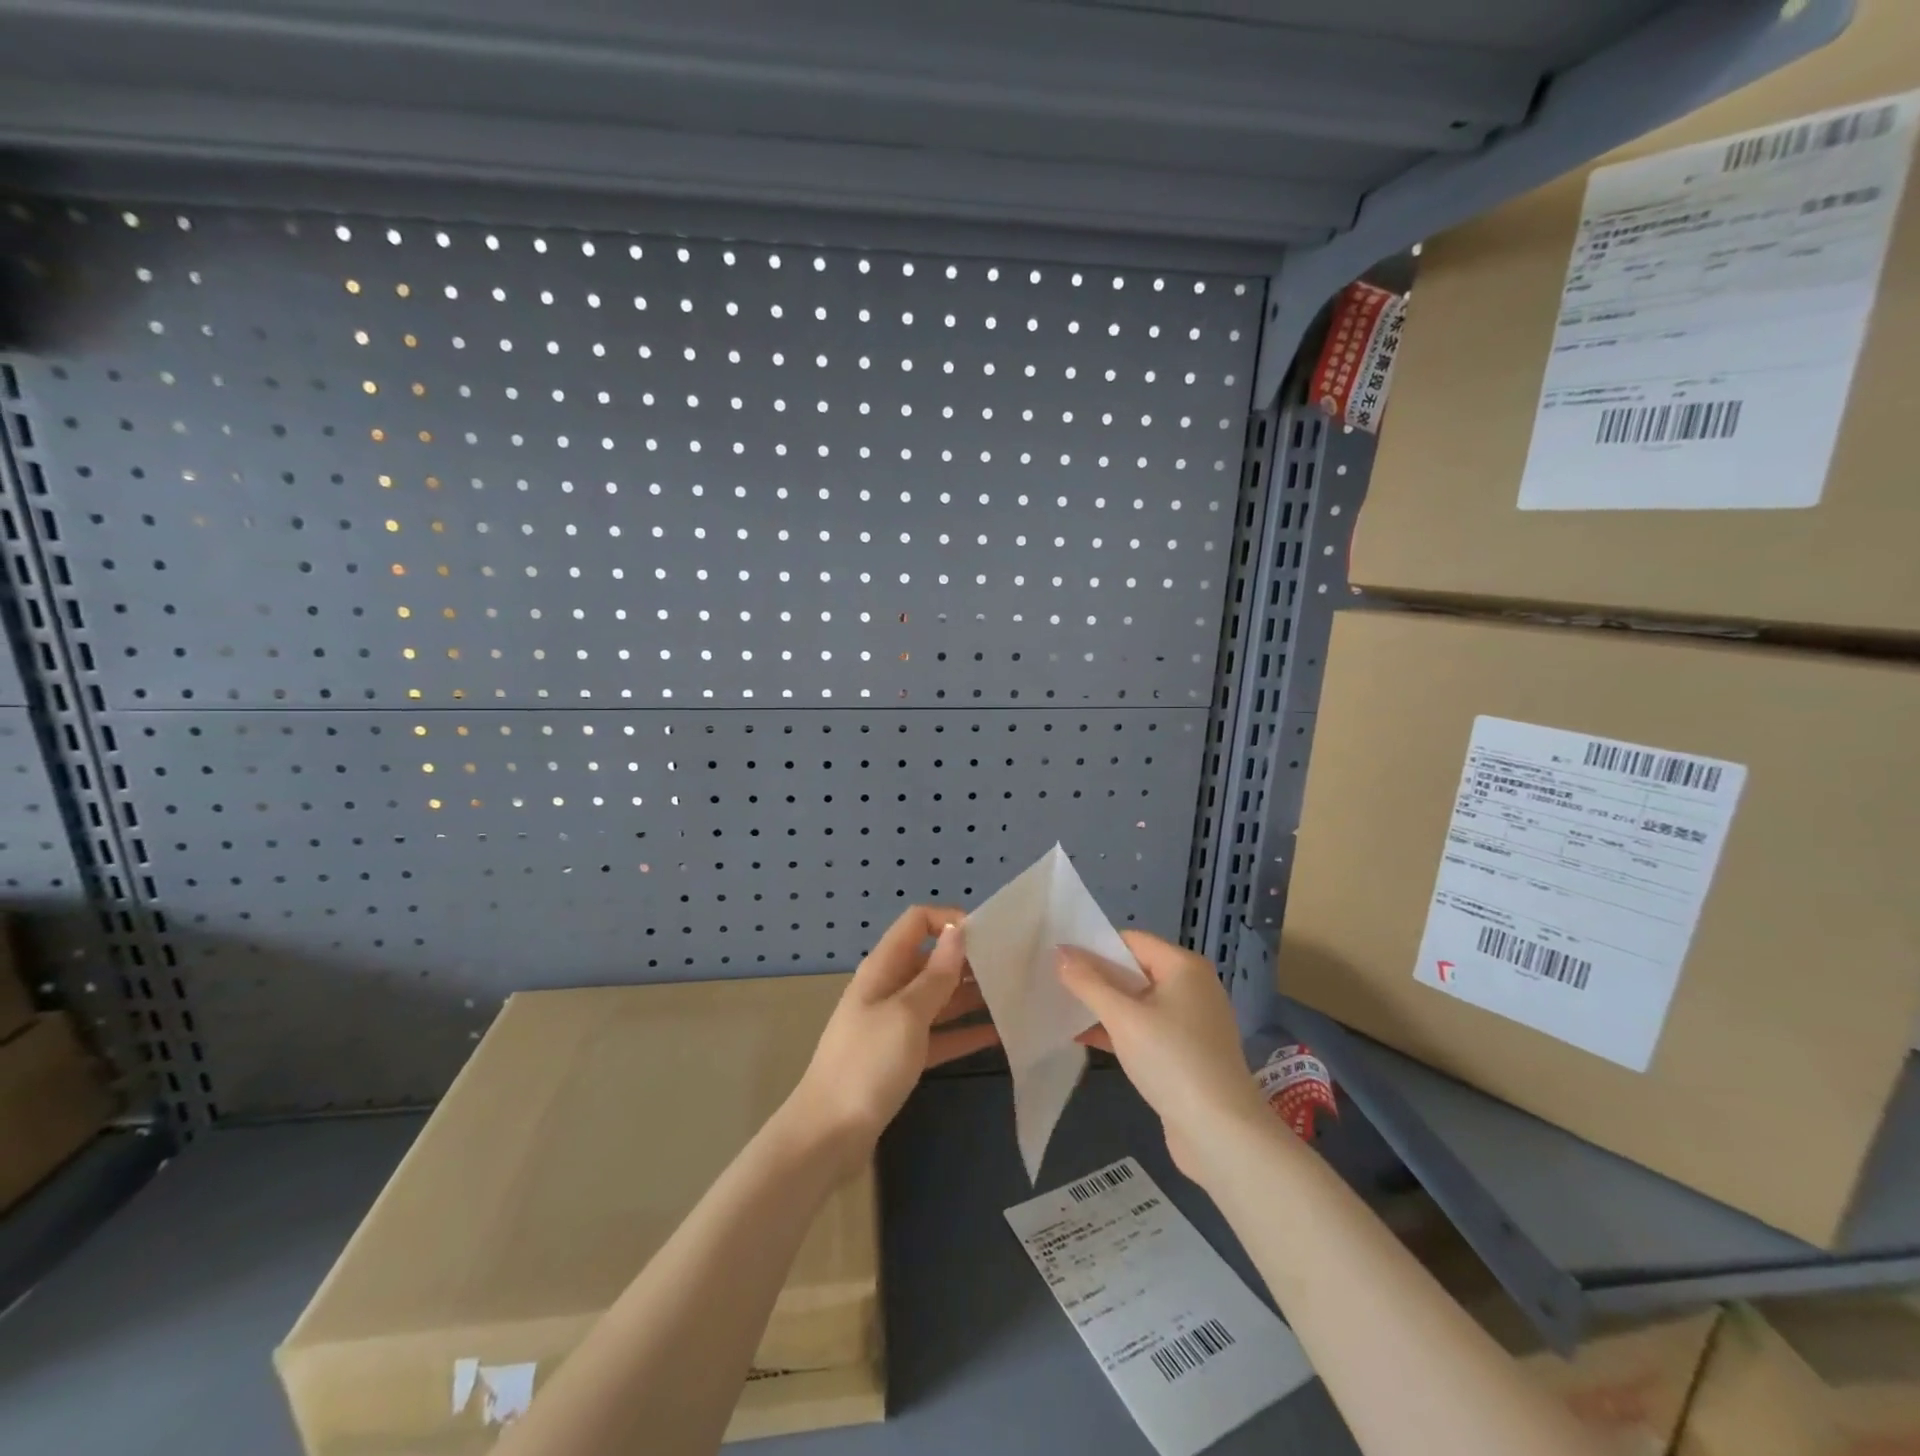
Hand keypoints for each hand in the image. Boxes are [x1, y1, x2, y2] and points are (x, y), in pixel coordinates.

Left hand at [783, 905, 999, 1169]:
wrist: (828, 1137)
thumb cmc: (867, 1065)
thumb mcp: (906, 1015)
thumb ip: (936, 975)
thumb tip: (958, 930)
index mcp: (883, 969)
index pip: (917, 923)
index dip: (950, 920)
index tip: (988, 936)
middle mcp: (889, 989)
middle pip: (932, 960)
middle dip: (968, 960)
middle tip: (1014, 968)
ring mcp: (895, 1025)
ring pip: (939, 999)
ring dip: (971, 996)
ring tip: (1015, 997)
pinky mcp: (902, 1058)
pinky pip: (939, 1035)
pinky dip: (964, 1033)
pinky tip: (999, 1034)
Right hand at [1058, 931, 1268, 1181]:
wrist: (1221, 1134)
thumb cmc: (1172, 1060)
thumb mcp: (1123, 1018)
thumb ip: (1088, 983)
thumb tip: (1060, 953)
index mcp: (1183, 967)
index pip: (1131, 940)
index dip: (1094, 945)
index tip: (1058, 955)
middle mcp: (1192, 987)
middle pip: (1134, 970)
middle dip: (1095, 976)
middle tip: (1054, 980)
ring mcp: (1191, 1023)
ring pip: (1137, 1003)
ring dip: (1103, 1005)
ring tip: (1061, 1006)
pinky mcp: (1186, 1054)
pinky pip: (1145, 1030)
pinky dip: (1118, 1030)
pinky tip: (1083, 1037)